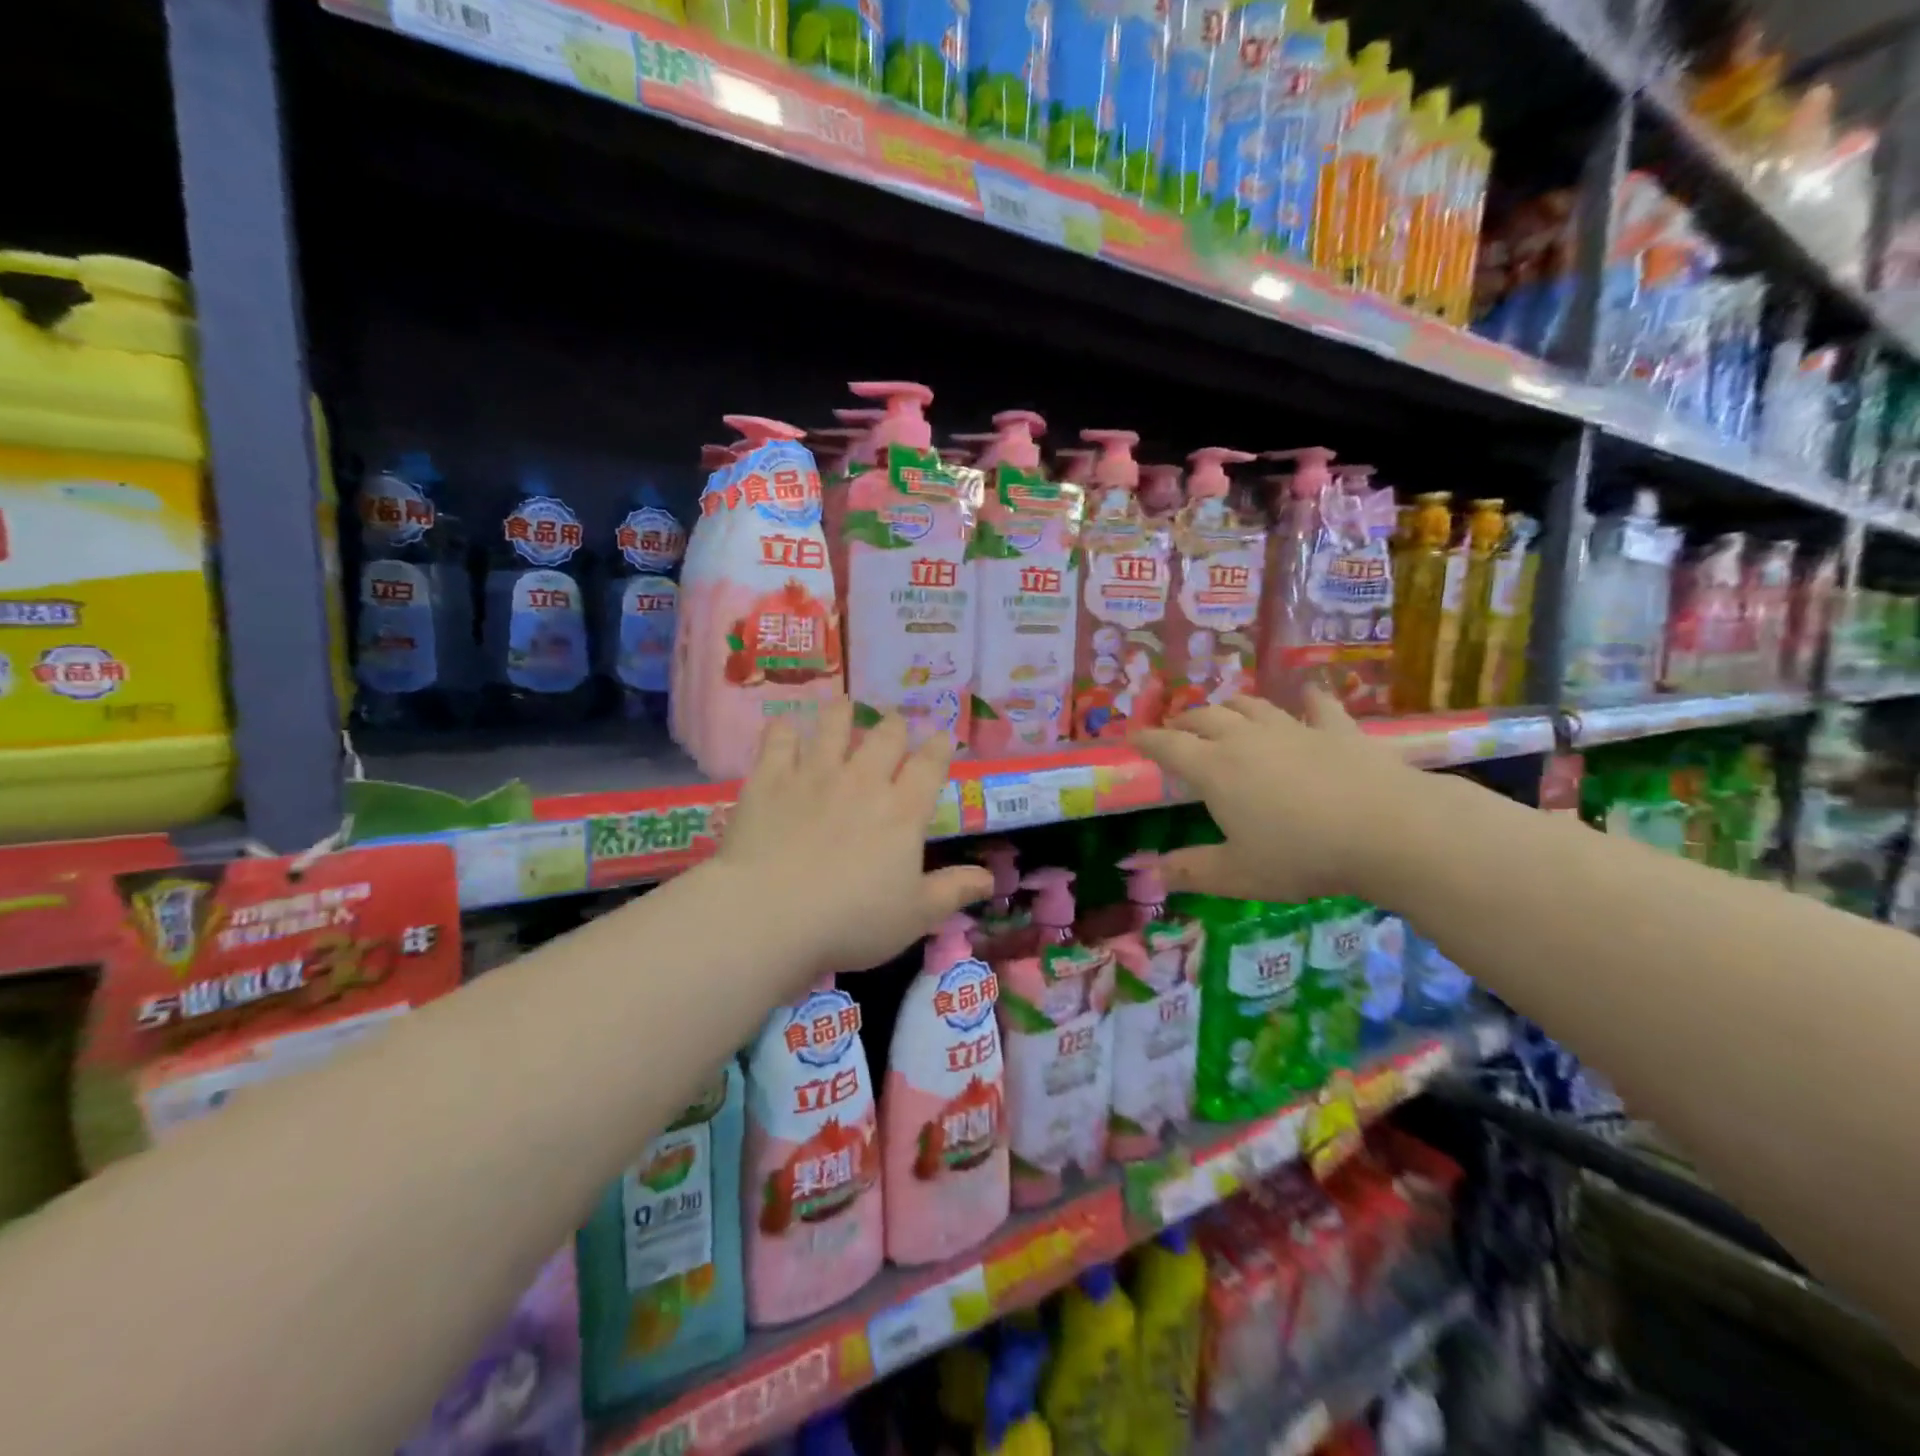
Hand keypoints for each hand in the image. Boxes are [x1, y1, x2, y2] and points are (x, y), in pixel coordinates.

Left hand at [716, 703, 992, 978]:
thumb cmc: (851, 921)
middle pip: (885, 736)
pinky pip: (778, 740)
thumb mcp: (915, 916)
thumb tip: (991, 878)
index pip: (930, 765)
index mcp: (902, 811)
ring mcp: (814, 774)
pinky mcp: (770, 779)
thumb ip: (953, 892)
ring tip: (845, 706)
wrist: (770, 915)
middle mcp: (862, 781)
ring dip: (842, 714)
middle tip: (894, 724)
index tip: (942, 737)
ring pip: (833, 726)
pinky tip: (784, 726)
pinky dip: (783, 729)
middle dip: (895, 726)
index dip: (940, 747)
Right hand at [1132, 691, 1423, 903]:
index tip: (1133, 737)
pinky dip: (1308, 699)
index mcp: (1216, 769)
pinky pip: (1318, 706)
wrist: (1388, 830)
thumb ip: (1191, 870)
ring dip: (1232, 706)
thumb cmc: (1302, 854)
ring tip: (1224, 711)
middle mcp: (1247, 740)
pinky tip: (1308, 695)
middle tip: (1176, 729)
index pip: (1170, 746)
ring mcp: (1294, 729)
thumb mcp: (1238, 874)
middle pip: (1206, 718)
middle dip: (1185, 721)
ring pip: (1252, 706)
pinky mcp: (1338, 730)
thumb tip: (1148, 872)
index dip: (1147, 741)